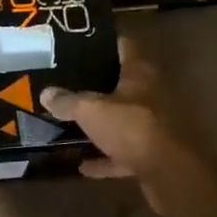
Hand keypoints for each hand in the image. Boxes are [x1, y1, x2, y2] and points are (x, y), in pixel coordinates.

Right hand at [40, 36, 197, 212]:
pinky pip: (125, 152)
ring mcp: (156, 125)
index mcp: (140, 73)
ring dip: (103, 125)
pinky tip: (84, 166)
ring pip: (124, 119)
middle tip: (67, 85)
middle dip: (97, 86)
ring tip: (72, 125)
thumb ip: (67, 101)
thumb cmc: (132, 127)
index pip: (123, 46)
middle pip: (123, 84)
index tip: (79, 45)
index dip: (102, 43)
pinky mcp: (155, 153)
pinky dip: (107, 158)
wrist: (170, 172)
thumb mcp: (90, 111)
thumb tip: (46, 93)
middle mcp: (152, 94)